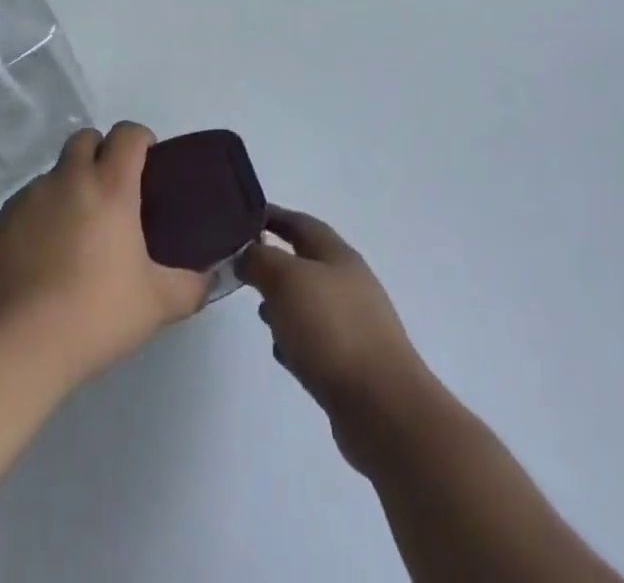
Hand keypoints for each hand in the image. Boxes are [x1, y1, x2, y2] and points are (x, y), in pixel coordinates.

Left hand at [0, 123, 207, 391]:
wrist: (11, 349)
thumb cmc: (93, 315)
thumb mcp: (157, 305)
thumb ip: (191, 286)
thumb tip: (210, 277)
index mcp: (109, 186)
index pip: (128, 133)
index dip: (141, 140)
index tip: (148, 166)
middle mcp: (66, 180)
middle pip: (85, 139)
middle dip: (101, 154)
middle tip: (113, 197)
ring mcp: (25, 201)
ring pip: (52, 175)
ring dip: (67, 190)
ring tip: (75, 239)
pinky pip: (23, 210)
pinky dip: (36, 223)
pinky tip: (40, 266)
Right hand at [238, 208, 435, 466]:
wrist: (382, 407)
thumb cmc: (332, 330)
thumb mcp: (287, 280)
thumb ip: (261, 260)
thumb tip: (246, 254)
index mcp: (337, 254)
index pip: (300, 223)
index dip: (273, 216)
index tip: (241, 217)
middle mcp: (348, 283)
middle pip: (305, 262)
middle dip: (274, 262)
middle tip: (242, 269)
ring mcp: (353, 324)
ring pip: (309, 302)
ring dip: (284, 302)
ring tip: (259, 312)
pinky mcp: (351, 363)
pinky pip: (315, 339)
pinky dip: (296, 338)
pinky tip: (282, 352)